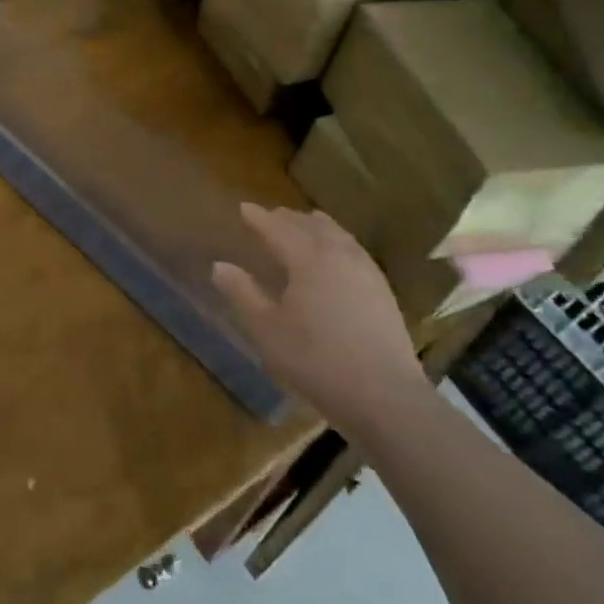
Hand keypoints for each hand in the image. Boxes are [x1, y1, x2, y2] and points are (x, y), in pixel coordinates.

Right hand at [211, 204, 427, 434]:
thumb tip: (219, 266)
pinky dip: (337, 241)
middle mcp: (339, 254)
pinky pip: (354, 249)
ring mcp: (366, 271)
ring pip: (337, 234)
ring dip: (315, 226)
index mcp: (308, 258)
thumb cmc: (316, 360)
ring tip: (304, 225)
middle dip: (287, 218)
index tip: (243, 208)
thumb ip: (242, 293)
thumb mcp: (267, 330)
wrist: (384, 395)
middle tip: (270, 216)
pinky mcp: (383, 290)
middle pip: (310, 225)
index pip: (278, 228)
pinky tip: (336, 256)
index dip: (259, 218)